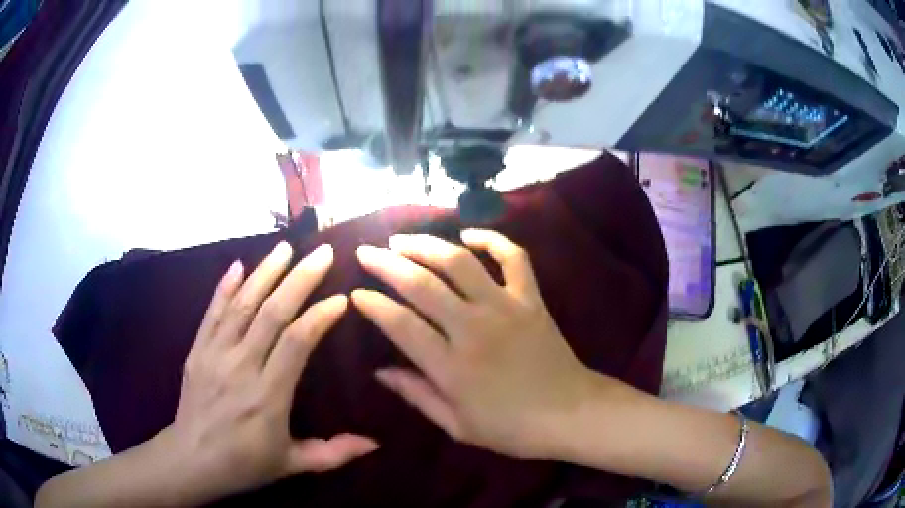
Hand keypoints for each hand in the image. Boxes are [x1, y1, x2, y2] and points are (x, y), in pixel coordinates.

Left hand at [169, 242, 377, 499]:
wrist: (191, 460)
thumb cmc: (244, 464)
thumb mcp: (292, 464)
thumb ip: (334, 454)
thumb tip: (376, 443)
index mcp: (268, 396)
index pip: (297, 343)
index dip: (320, 316)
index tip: (341, 298)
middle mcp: (241, 366)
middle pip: (272, 313)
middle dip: (300, 279)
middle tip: (323, 253)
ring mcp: (215, 354)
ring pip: (242, 305)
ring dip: (265, 272)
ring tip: (286, 247)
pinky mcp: (197, 350)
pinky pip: (212, 312)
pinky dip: (225, 287)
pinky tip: (238, 265)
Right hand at [351, 230, 595, 459]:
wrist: (571, 414)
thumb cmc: (512, 429)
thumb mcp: (457, 426)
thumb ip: (417, 395)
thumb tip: (381, 372)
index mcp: (452, 366)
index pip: (400, 324)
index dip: (373, 305)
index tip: (356, 294)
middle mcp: (473, 328)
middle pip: (422, 284)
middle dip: (387, 263)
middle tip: (366, 252)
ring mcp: (505, 307)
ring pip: (459, 262)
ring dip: (426, 245)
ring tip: (402, 240)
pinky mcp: (531, 299)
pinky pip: (513, 258)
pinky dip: (492, 240)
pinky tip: (469, 235)